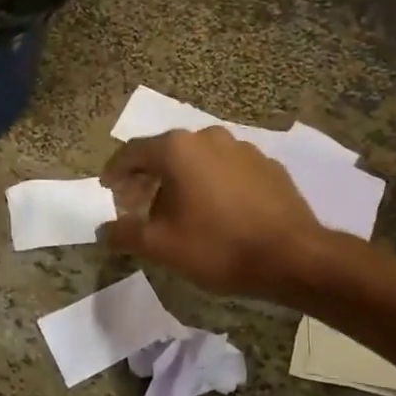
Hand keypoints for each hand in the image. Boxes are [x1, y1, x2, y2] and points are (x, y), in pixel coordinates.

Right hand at [99, 128, 326, 296]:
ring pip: (199, 159)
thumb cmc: (218, 247)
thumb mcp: (161, 246)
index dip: (115, 170)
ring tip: (177, 208)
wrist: (292, 257)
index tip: (108, 187)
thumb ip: (125, 234)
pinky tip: (215, 210)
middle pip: (166, 152)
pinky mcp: (268, 166)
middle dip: (148, 176)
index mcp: (178, 149)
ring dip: (181, 179)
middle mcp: (209, 138)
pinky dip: (212, 183)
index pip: (133, 152)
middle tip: (137, 202)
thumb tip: (102, 231)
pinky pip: (227, 170)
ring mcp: (243, 149)